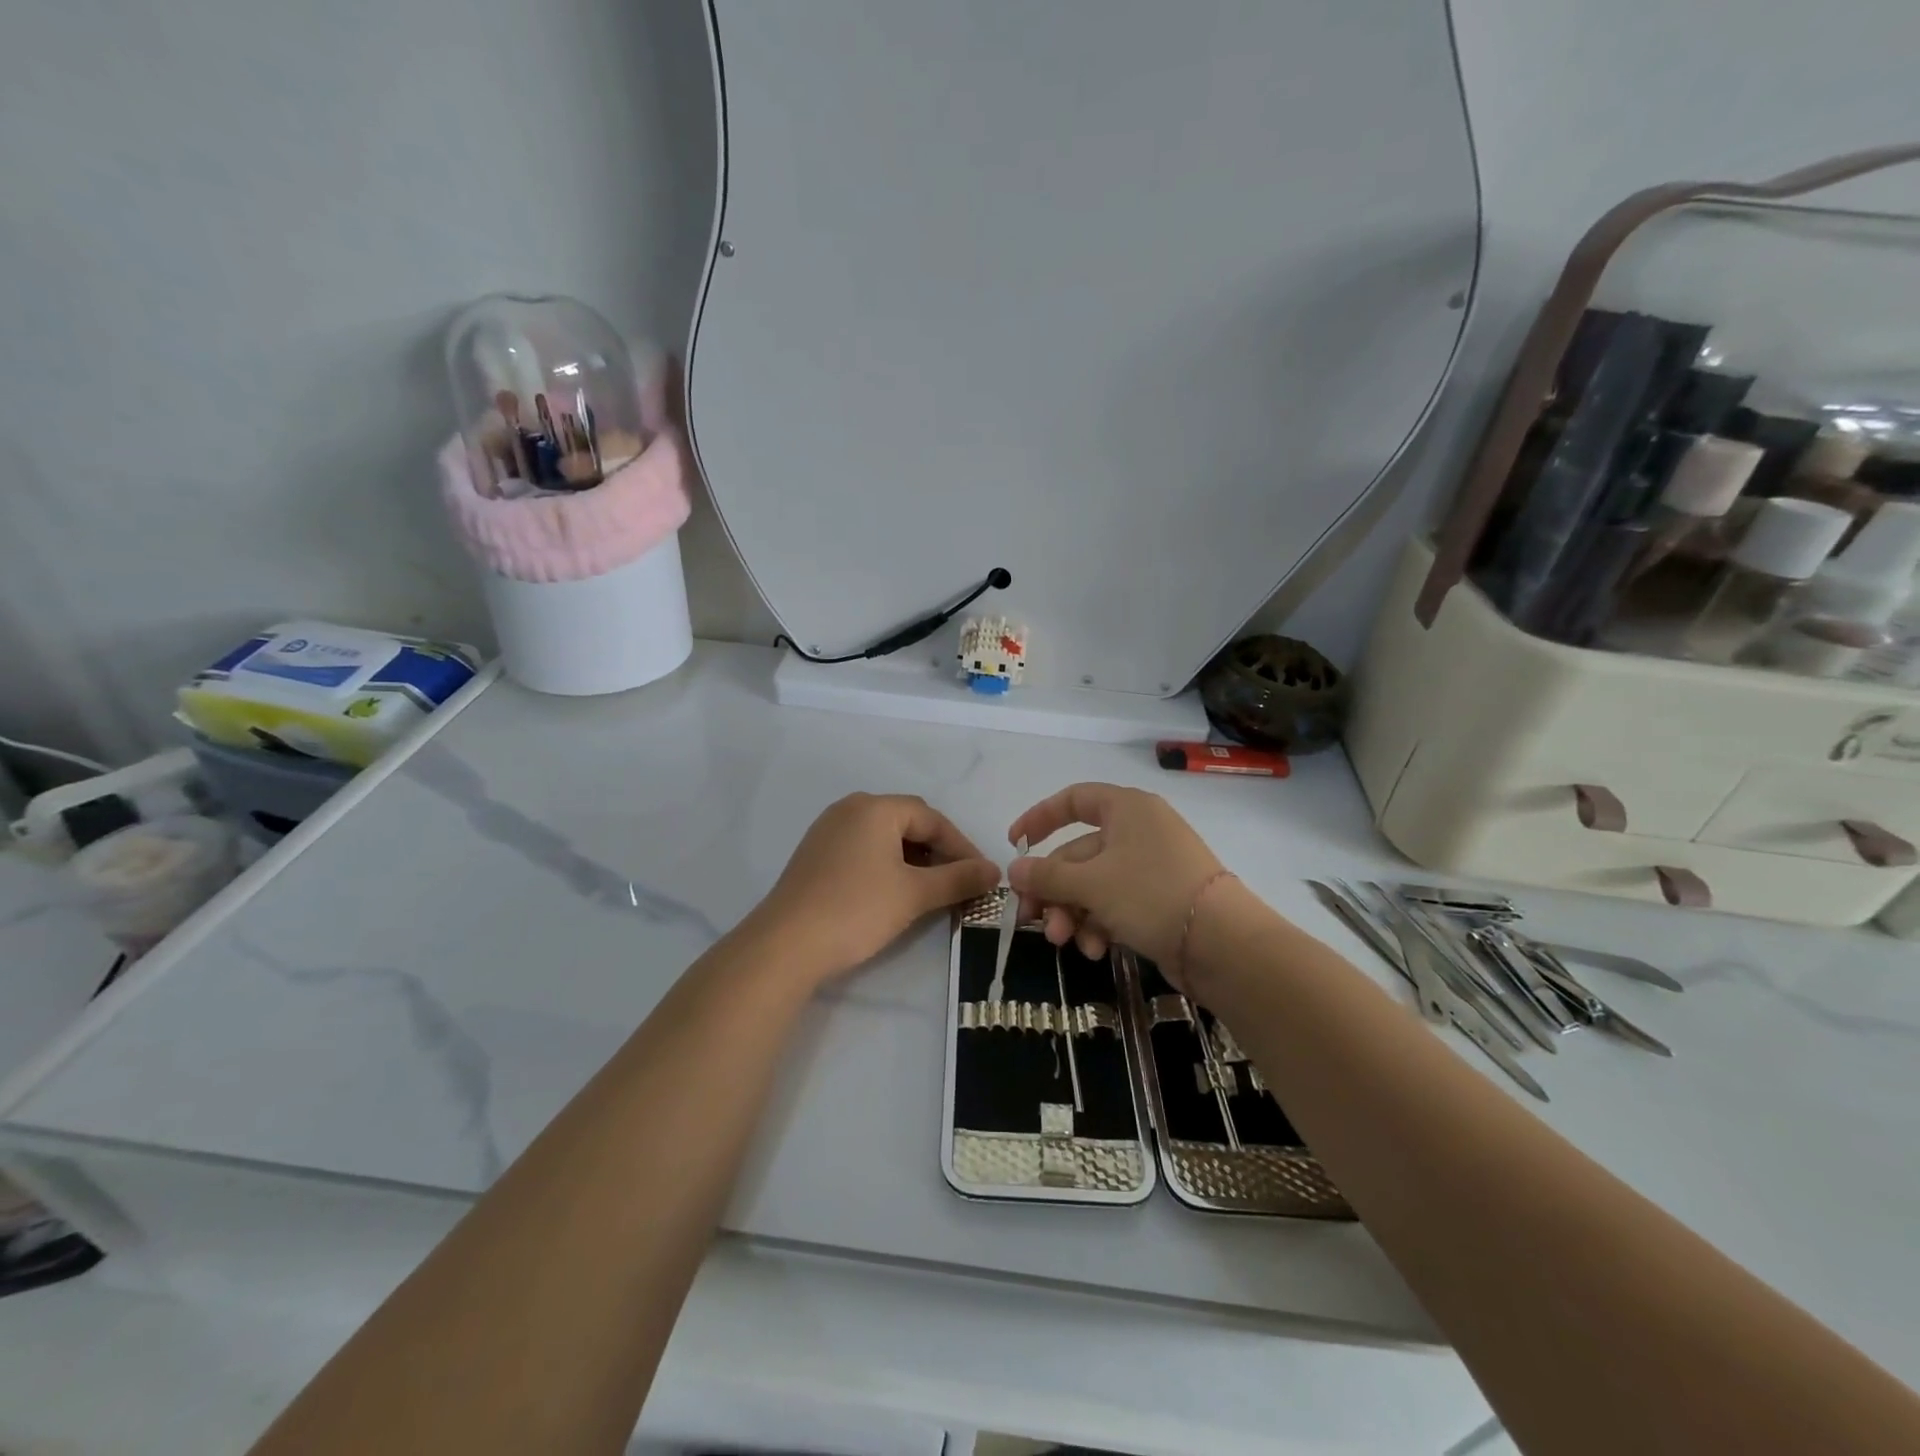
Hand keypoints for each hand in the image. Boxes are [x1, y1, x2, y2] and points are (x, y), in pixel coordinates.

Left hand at [752, 794, 999, 984]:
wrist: (785, 945)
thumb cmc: (856, 910)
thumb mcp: (914, 894)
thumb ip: (958, 878)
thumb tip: (994, 871)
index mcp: (875, 808)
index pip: (932, 818)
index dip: (962, 847)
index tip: (982, 876)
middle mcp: (850, 809)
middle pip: (908, 823)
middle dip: (938, 852)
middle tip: (960, 883)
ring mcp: (828, 830)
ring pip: (885, 838)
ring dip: (914, 860)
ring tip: (932, 891)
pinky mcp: (815, 855)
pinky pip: (863, 850)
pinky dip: (887, 866)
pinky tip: (895, 893)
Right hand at [1008, 783, 1224, 977]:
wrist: (1223, 945)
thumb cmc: (1151, 894)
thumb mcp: (1091, 884)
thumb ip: (1047, 876)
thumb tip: (1013, 870)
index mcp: (1126, 808)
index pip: (1073, 800)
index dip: (1040, 818)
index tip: (1015, 844)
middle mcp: (1138, 831)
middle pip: (1078, 853)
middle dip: (1053, 889)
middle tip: (1031, 919)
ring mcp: (1150, 867)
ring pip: (1094, 884)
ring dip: (1072, 912)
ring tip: (1064, 941)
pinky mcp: (1159, 900)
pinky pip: (1115, 904)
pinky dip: (1099, 924)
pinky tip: (1094, 949)